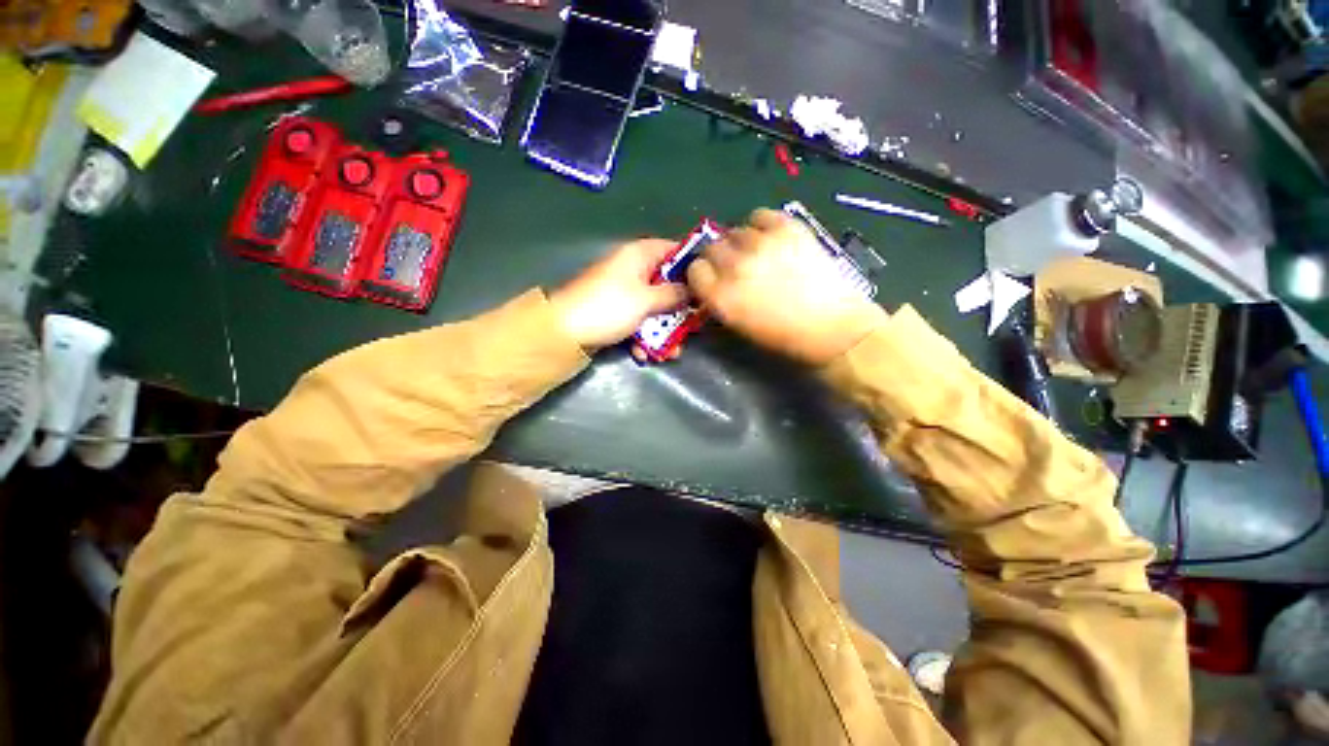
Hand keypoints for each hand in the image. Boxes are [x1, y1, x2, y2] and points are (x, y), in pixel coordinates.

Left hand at [548, 239, 689, 350]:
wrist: (565, 332)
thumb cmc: (609, 307)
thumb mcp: (646, 300)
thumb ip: (673, 294)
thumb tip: (693, 289)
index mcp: (638, 255)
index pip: (673, 249)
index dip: (691, 265)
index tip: (707, 285)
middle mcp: (632, 270)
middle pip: (667, 284)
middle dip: (679, 310)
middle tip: (693, 327)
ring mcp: (623, 294)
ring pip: (655, 308)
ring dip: (663, 331)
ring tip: (670, 352)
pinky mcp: (616, 314)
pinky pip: (639, 322)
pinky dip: (643, 337)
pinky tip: (643, 354)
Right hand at [687, 209, 886, 364]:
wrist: (831, 326)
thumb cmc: (784, 336)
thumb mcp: (739, 325)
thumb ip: (720, 300)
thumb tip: (714, 280)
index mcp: (720, 296)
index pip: (695, 269)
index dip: (703, 273)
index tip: (713, 277)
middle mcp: (734, 266)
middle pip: (712, 247)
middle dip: (720, 257)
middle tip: (737, 266)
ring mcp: (760, 244)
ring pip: (735, 231)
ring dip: (741, 242)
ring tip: (759, 253)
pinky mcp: (786, 228)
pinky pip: (760, 215)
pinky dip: (761, 225)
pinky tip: (772, 238)